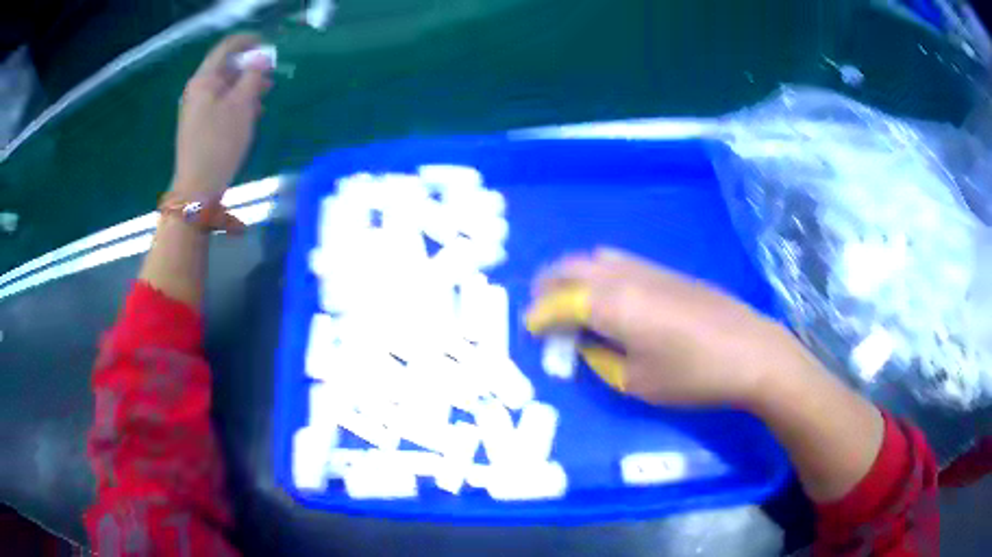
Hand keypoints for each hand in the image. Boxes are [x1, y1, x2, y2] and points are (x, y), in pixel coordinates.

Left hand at [172, 34, 273, 197]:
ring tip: (264, 98)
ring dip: (245, 87)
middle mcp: (197, 90)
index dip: (249, 42)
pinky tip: (250, 115)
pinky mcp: (199, 125)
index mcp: (204, 80)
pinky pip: (220, 104)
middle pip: (226, 67)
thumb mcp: (242, 105)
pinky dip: (237, 103)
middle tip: (270, 77)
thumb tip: (262, 57)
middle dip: (249, 68)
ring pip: (225, 87)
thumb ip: (253, 76)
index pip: (227, 47)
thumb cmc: (219, 143)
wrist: (197, 188)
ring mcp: (196, 109)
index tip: (269, 47)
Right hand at [525, 248, 808, 406]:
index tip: (529, 329)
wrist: (750, 351)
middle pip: (571, 267)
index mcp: (610, 304)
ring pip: (595, 258)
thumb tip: (586, 344)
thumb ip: (600, 360)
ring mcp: (647, 268)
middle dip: (547, 285)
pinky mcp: (666, 270)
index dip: (539, 315)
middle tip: (540, 308)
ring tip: (568, 298)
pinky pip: (617, 261)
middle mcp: (623, 276)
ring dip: (572, 274)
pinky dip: (597, 272)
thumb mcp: (636, 381)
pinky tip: (607, 294)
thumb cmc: (692, 375)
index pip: (559, 302)